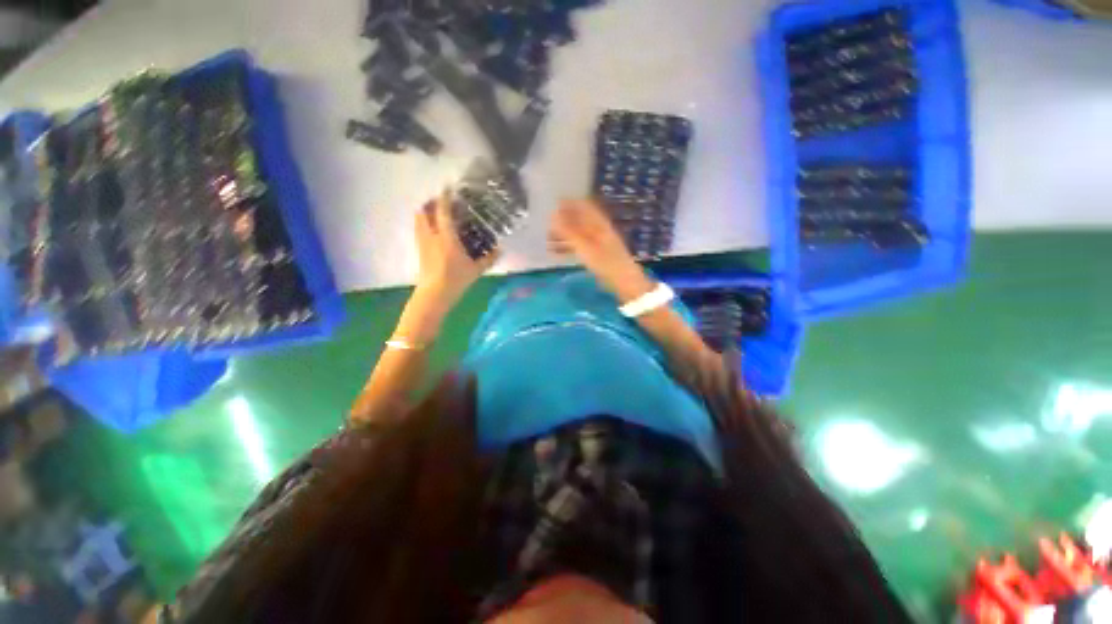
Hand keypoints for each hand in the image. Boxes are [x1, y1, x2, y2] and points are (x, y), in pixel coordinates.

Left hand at [415, 190, 498, 305]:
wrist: (434, 294)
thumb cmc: (456, 279)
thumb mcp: (476, 270)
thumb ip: (489, 258)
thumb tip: (501, 249)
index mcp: (446, 237)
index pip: (443, 211)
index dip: (445, 197)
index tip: (448, 187)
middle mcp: (431, 236)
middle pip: (424, 211)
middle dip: (431, 202)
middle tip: (442, 201)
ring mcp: (423, 242)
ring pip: (418, 220)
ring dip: (426, 212)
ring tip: (437, 213)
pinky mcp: (419, 250)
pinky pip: (419, 230)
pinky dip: (424, 223)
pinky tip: (434, 230)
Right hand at [548, 199, 653, 302]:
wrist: (623, 280)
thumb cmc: (604, 261)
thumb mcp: (584, 246)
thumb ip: (568, 231)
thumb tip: (553, 215)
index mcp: (599, 224)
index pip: (583, 207)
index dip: (570, 203)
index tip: (555, 203)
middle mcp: (599, 230)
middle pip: (579, 220)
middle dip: (564, 220)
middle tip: (548, 223)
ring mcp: (598, 243)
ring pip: (578, 234)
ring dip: (563, 235)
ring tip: (548, 239)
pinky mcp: (597, 255)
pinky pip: (579, 246)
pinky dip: (568, 246)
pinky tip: (556, 252)